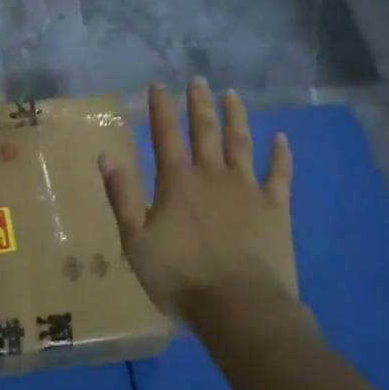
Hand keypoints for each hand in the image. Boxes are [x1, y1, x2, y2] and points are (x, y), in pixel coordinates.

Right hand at [99, 81, 294, 326]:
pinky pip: (279, 174)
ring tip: (233, 95)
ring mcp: (248, 189)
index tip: (159, 85)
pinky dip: (280, 154)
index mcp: (177, 182)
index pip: (166, 134)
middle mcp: (212, 175)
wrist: (240, 308)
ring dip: (236, 117)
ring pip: (241, 143)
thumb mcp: (136, 242)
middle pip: (205, 130)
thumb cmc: (181, 278)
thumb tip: (107, 155)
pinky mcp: (275, 208)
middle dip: (200, 104)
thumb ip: (121, 196)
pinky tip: (281, 138)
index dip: (161, 107)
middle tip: (199, 81)